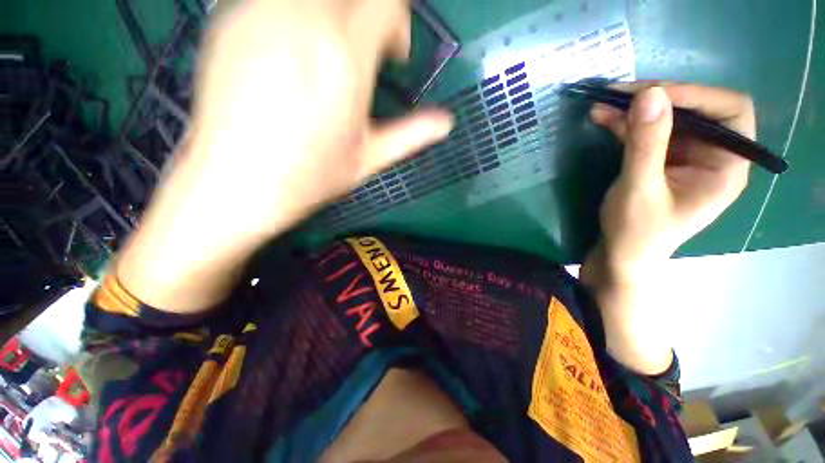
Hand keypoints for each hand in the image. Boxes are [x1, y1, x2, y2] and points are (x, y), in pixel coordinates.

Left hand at [116, 0, 452, 311]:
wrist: (234, 184)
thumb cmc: (309, 178)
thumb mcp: (368, 160)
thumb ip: (411, 135)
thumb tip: (447, 123)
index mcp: (343, 58)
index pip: (386, 0)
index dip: (397, 24)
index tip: (391, 57)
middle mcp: (301, 19)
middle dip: (368, 12)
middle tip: (364, 51)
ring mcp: (257, 11)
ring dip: (333, 9)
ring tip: (329, 50)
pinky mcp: (228, 17)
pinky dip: (297, 11)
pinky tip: (293, 48)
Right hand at [584, 83, 753, 280]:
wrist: (620, 255)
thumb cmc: (636, 232)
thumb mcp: (640, 188)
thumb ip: (647, 144)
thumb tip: (649, 94)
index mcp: (726, 167)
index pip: (730, 112)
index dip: (696, 96)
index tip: (652, 95)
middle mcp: (712, 156)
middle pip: (696, 110)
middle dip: (659, 99)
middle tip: (620, 93)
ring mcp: (685, 157)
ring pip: (668, 119)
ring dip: (635, 110)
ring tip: (603, 103)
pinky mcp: (662, 161)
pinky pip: (648, 133)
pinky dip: (626, 124)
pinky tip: (603, 118)